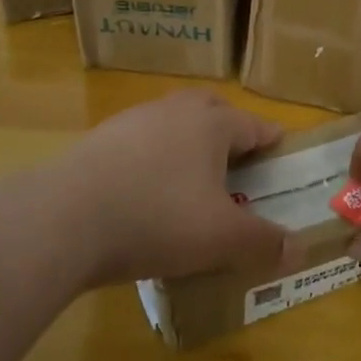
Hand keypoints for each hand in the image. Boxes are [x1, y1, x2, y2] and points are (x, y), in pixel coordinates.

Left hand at [35, 89, 288, 287]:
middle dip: (228, 129)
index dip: (271, 139)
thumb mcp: (221, 239)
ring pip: (171, 122)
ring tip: (190, 177)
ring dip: (186, 142)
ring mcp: (131, 122)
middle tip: (237, 159)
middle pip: (211, 109)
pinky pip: (138, 142)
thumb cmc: (157, 219)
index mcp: (211, 124)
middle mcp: (174, 111)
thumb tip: (299, 250)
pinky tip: (144, 191)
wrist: (62, 220)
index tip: (281, 151)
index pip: (253, 125)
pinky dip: (151, 158)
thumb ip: (263, 242)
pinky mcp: (97, 141)